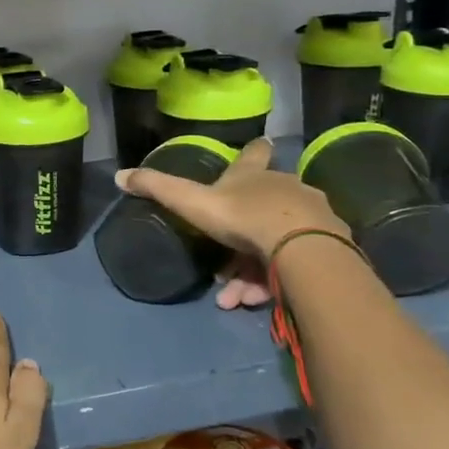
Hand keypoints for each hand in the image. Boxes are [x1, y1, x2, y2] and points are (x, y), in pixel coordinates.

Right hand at [114, 139, 349, 307]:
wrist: (303, 248)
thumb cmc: (243, 217)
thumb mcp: (192, 203)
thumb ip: (158, 189)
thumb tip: (119, 175)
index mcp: (255, 175)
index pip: (255, 154)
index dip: (253, 151)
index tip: (258, 146)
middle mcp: (286, 189)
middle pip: (264, 206)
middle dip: (240, 238)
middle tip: (221, 270)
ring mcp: (312, 216)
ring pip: (278, 241)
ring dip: (251, 272)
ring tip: (234, 298)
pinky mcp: (329, 247)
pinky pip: (296, 263)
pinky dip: (274, 281)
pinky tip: (254, 302)